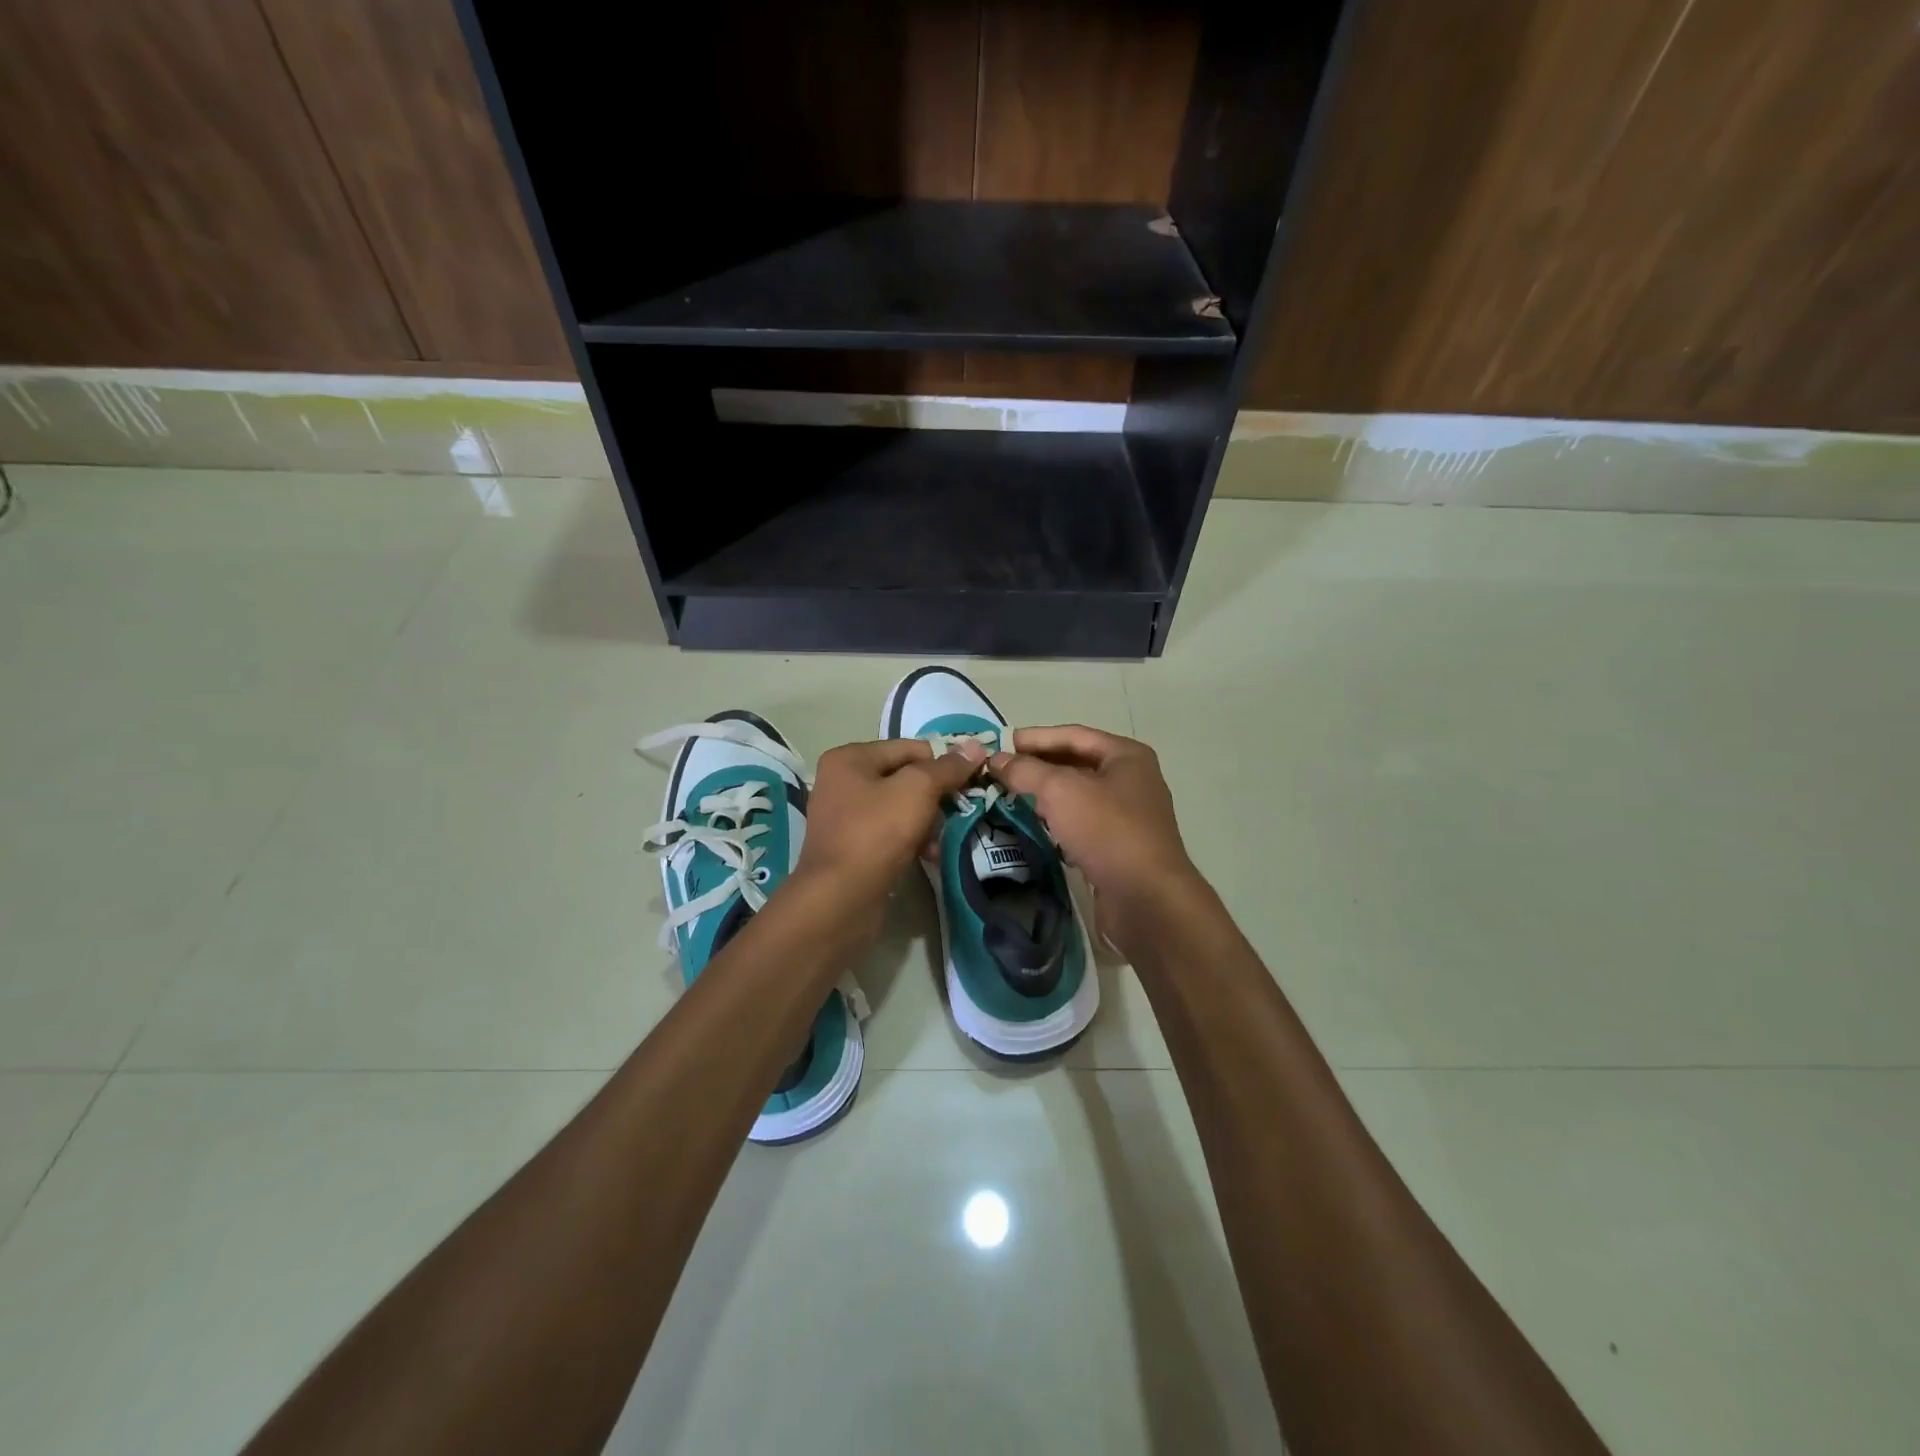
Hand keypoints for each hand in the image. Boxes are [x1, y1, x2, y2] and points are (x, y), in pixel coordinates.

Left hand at [792, 738, 986, 912]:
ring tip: (947, 836)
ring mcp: (845, 817)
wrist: (841, 898)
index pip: (909, 748)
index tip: (975, 777)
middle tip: (963, 808)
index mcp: (850, 758)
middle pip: (904, 777)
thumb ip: (947, 767)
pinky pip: (891, 833)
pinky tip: (931, 855)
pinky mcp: (852, 847)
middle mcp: (842, 782)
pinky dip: (913, 840)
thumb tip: (975, 746)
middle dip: (936, 794)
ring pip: (900, 807)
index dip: (944, 760)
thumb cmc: (877, 832)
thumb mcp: (918, 790)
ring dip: (927, 820)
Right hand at [990, 726, 1198, 909]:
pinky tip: (1033, 828)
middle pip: (1076, 764)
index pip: (1073, 735)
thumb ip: (1025, 770)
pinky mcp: (1119, 848)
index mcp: (1126, 756)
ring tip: (1009, 798)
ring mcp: (1127, 816)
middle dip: (1037, 767)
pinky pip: (1081, 825)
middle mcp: (1131, 781)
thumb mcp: (1060, 791)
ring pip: (1078, 797)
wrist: (1146, 900)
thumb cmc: (1107, 831)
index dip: (1035, 738)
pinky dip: (1057, 823)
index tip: (1000, 745)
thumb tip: (996, 759)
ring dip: (1045, 796)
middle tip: (999, 773)